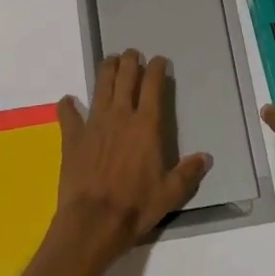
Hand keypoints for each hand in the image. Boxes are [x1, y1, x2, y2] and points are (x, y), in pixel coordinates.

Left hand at [53, 50, 211, 263]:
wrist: (94, 221)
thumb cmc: (136, 206)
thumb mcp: (170, 193)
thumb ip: (188, 172)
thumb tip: (206, 157)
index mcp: (146, 125)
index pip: (153, 86)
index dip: (156, 69)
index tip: (159, 60)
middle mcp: (120, 116)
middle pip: (125, 77)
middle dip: (130, 61)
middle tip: (133, 54)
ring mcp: (94, 124)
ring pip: (100, 86)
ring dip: (106, 70)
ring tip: (110, 62)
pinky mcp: (72, 137)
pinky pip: (68, 114)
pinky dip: (68, 106)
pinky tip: (68, 101)